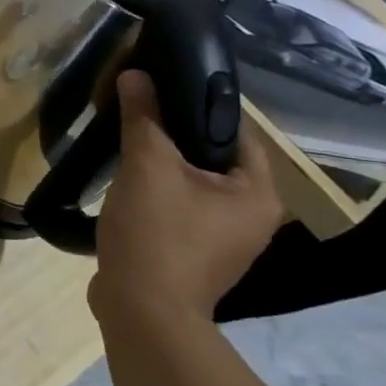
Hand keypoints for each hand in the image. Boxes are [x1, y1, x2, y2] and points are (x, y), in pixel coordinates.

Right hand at [93, 70, 284, 323]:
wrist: (142, 311)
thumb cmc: (158, 234)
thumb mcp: (147, 166)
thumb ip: (144, 118)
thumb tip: (136, 74)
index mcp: (259, 193)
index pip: (235, 130)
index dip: (196, 105)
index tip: (159, 87)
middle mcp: (252, 217)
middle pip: (212, 157)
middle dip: (174, 135)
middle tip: (136, 113)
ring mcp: (223, 241)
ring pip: (192, 184)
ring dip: (162, 165)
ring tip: (126, 144)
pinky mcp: (193, 255)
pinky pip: (178, 208)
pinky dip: (156, 193)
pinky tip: (126, 185)